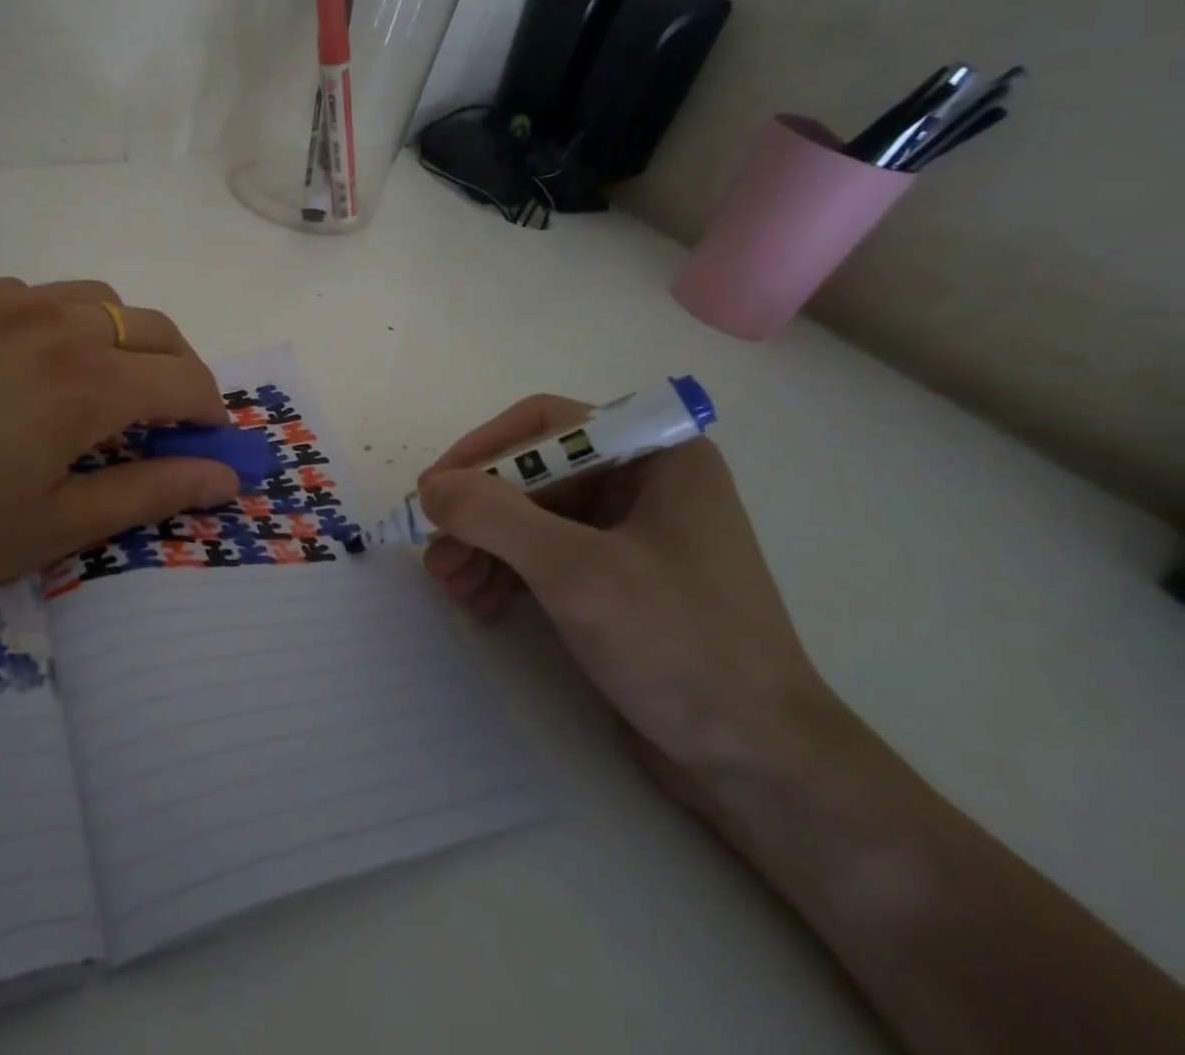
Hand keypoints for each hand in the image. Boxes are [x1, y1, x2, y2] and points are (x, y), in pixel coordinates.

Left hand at [0, 278, 239, 626]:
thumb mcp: (50, 529)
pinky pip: (27, 294)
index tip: (207, 443)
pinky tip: (16, 365)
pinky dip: (54, 322)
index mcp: (87, 381)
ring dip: (118, 336)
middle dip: (178, 368)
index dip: (211, 412)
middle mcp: (53, 321)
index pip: (187, 379)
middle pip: (152, 326)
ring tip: (94, 384)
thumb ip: (148, 493)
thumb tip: (225, 478)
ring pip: (93, 297)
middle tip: (163, 416)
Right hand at [416, 396, 834, 794]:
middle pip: (534, 474)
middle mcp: (644, 482)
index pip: (546, 424)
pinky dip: (507, 571)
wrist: (760, 765)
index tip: (435, 491)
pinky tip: (480, 602)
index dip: (483, 450)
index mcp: (656, 456)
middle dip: (478, 513)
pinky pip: (547, 554)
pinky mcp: (620, 579)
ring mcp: (632, 533)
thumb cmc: (678, 646)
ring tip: (450, 585)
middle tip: (434, 552)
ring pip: (533, 516)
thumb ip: (494, 516)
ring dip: (485, 545)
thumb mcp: (576, 572)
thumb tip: (431, 488)